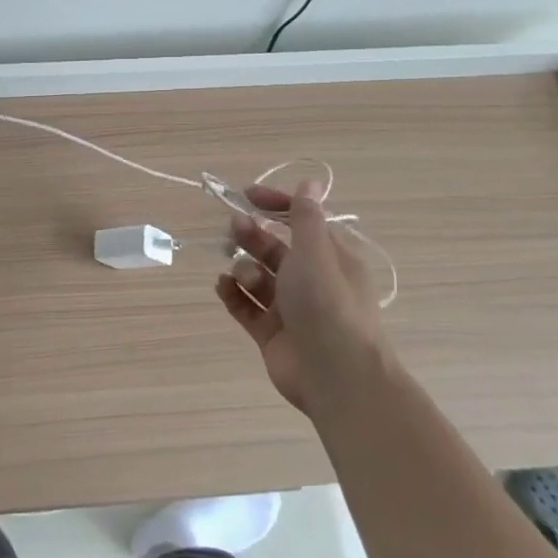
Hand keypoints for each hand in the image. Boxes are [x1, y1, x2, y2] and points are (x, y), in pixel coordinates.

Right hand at [214, 183, 384, 415]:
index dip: (277, 205)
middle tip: (233, 229)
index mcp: (331, 258)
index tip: (247, 196)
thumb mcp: (316, 252)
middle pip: (275, 248)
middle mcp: (312, 280)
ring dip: (244, 268)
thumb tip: (311, 181)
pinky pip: (246, 306)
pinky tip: (222, 286)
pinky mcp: (272, 333)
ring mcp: (290, 308)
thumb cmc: (327, 305)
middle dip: (253, 236)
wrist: (335, 376)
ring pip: (258, 277)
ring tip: (241, 275)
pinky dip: (233, 294)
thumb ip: (306, 217)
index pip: (302, 222)